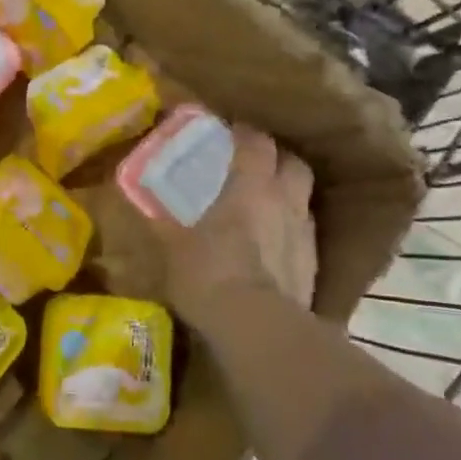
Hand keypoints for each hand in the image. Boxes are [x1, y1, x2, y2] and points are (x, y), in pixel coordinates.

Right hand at [154, 125, 316, 331]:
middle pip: (292, 162)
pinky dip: (291, 231)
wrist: (257, 327)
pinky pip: (304, 234)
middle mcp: (284, 200)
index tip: (230, 132)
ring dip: (288, 194)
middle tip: (254, 165)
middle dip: (276, 158)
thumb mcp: (174, 245)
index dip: (244, 133)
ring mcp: (304, 233)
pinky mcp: (314, 265)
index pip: (256, 141)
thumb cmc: (208, 273)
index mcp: (250, 185)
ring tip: (266, 205)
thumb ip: (164, 219)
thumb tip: (146, 201)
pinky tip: (274, 246)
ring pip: (303, 197)